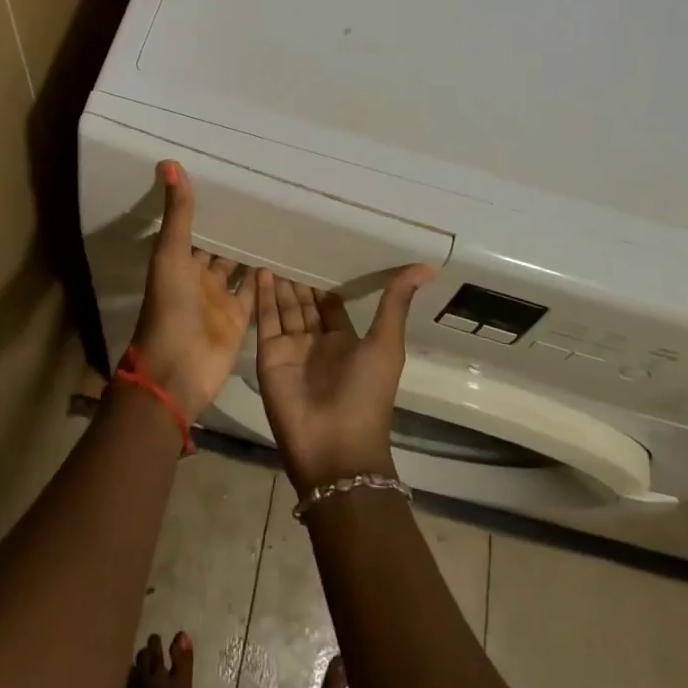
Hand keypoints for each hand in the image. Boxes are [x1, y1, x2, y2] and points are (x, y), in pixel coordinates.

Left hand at [130, 162, 253, 418]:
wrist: (177, 373)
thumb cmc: (169, 309)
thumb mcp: (170, 255)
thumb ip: (177, 214)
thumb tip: (169, 161)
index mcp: (179, 260)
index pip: (195, 226)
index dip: (208, 206)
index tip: (230, 177)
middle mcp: (199, 276)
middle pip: (218, 245)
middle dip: (234, 224)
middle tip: (262, 193)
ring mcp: (220, 298)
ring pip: (238, 266)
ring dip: (252, 247)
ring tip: (278, 217)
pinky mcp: (239, 317)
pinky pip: (255, 291)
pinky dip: (267, 275)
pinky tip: (286, 253)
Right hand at [253, 263, 436, 491]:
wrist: (334, 446)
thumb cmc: (367, 394)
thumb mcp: (387, 344)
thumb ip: (396, 303)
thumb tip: (426, 265)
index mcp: (345, 342)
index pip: (331, 304)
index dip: (325, 281)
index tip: (319, 250)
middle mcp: (316, 343)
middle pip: (305, 303)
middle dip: (299, 278)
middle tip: (290, 241)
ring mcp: (291, 349)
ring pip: (284, 307)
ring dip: (280, 281)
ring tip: (273, 246)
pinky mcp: (269, 355)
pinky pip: (265, 319)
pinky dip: (263, 295)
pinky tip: (261, 269)